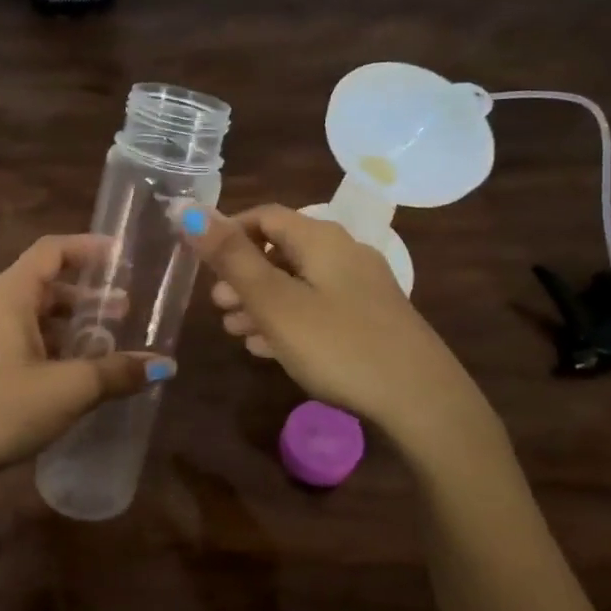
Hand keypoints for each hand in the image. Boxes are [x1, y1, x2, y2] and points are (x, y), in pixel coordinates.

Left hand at [0, 234, 169, 491]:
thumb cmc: (2, 408)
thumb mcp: (69, 389)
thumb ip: (117, 372)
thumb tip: (164, 366)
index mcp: (8, 295)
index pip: (51, 250)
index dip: (87, 248)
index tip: (121, 257)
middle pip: (44, 284)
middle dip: (86, 295)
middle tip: (123, 312)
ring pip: (32, 316)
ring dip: (69, 325)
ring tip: (104, 345)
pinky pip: (20, 340)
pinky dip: (51, 346)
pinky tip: (72, 374)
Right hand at [178, 203, 465, 434]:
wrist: (420, 399)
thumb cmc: (338, 344)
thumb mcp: (275, 302)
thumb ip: (232, 258)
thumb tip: (190, 211)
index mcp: (321, 239)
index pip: (266, 215)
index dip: (229, 232)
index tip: (202, 263)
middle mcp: (343, 254)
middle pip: (281, 250)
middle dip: (242, 274)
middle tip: (216, 305)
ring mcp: (360, 288)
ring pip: (297, 283)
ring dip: (261, 301)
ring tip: (234, 331)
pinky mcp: (369, 320)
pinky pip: (317, 308)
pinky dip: (288, 319)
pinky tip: (268, 348)